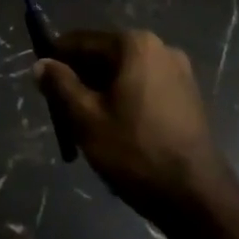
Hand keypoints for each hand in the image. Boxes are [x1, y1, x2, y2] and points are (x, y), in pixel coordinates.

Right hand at [36, 30, 229, 223]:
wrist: (197, 197)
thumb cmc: (136, 152)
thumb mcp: (87, 119)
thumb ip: (60, 85)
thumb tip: (40, 63)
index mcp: (134, 45)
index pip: (81, 42)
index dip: (57, 60)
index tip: (41, 83)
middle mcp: (159, 48)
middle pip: (105, 56)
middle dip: (81, 80)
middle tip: (63, 113)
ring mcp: (179, 71)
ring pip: (124, 74)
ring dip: (103, 93)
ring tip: (89, 128)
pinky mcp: (188, 95)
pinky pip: (145, 88)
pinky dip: (126, 101)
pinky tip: (118, 132)